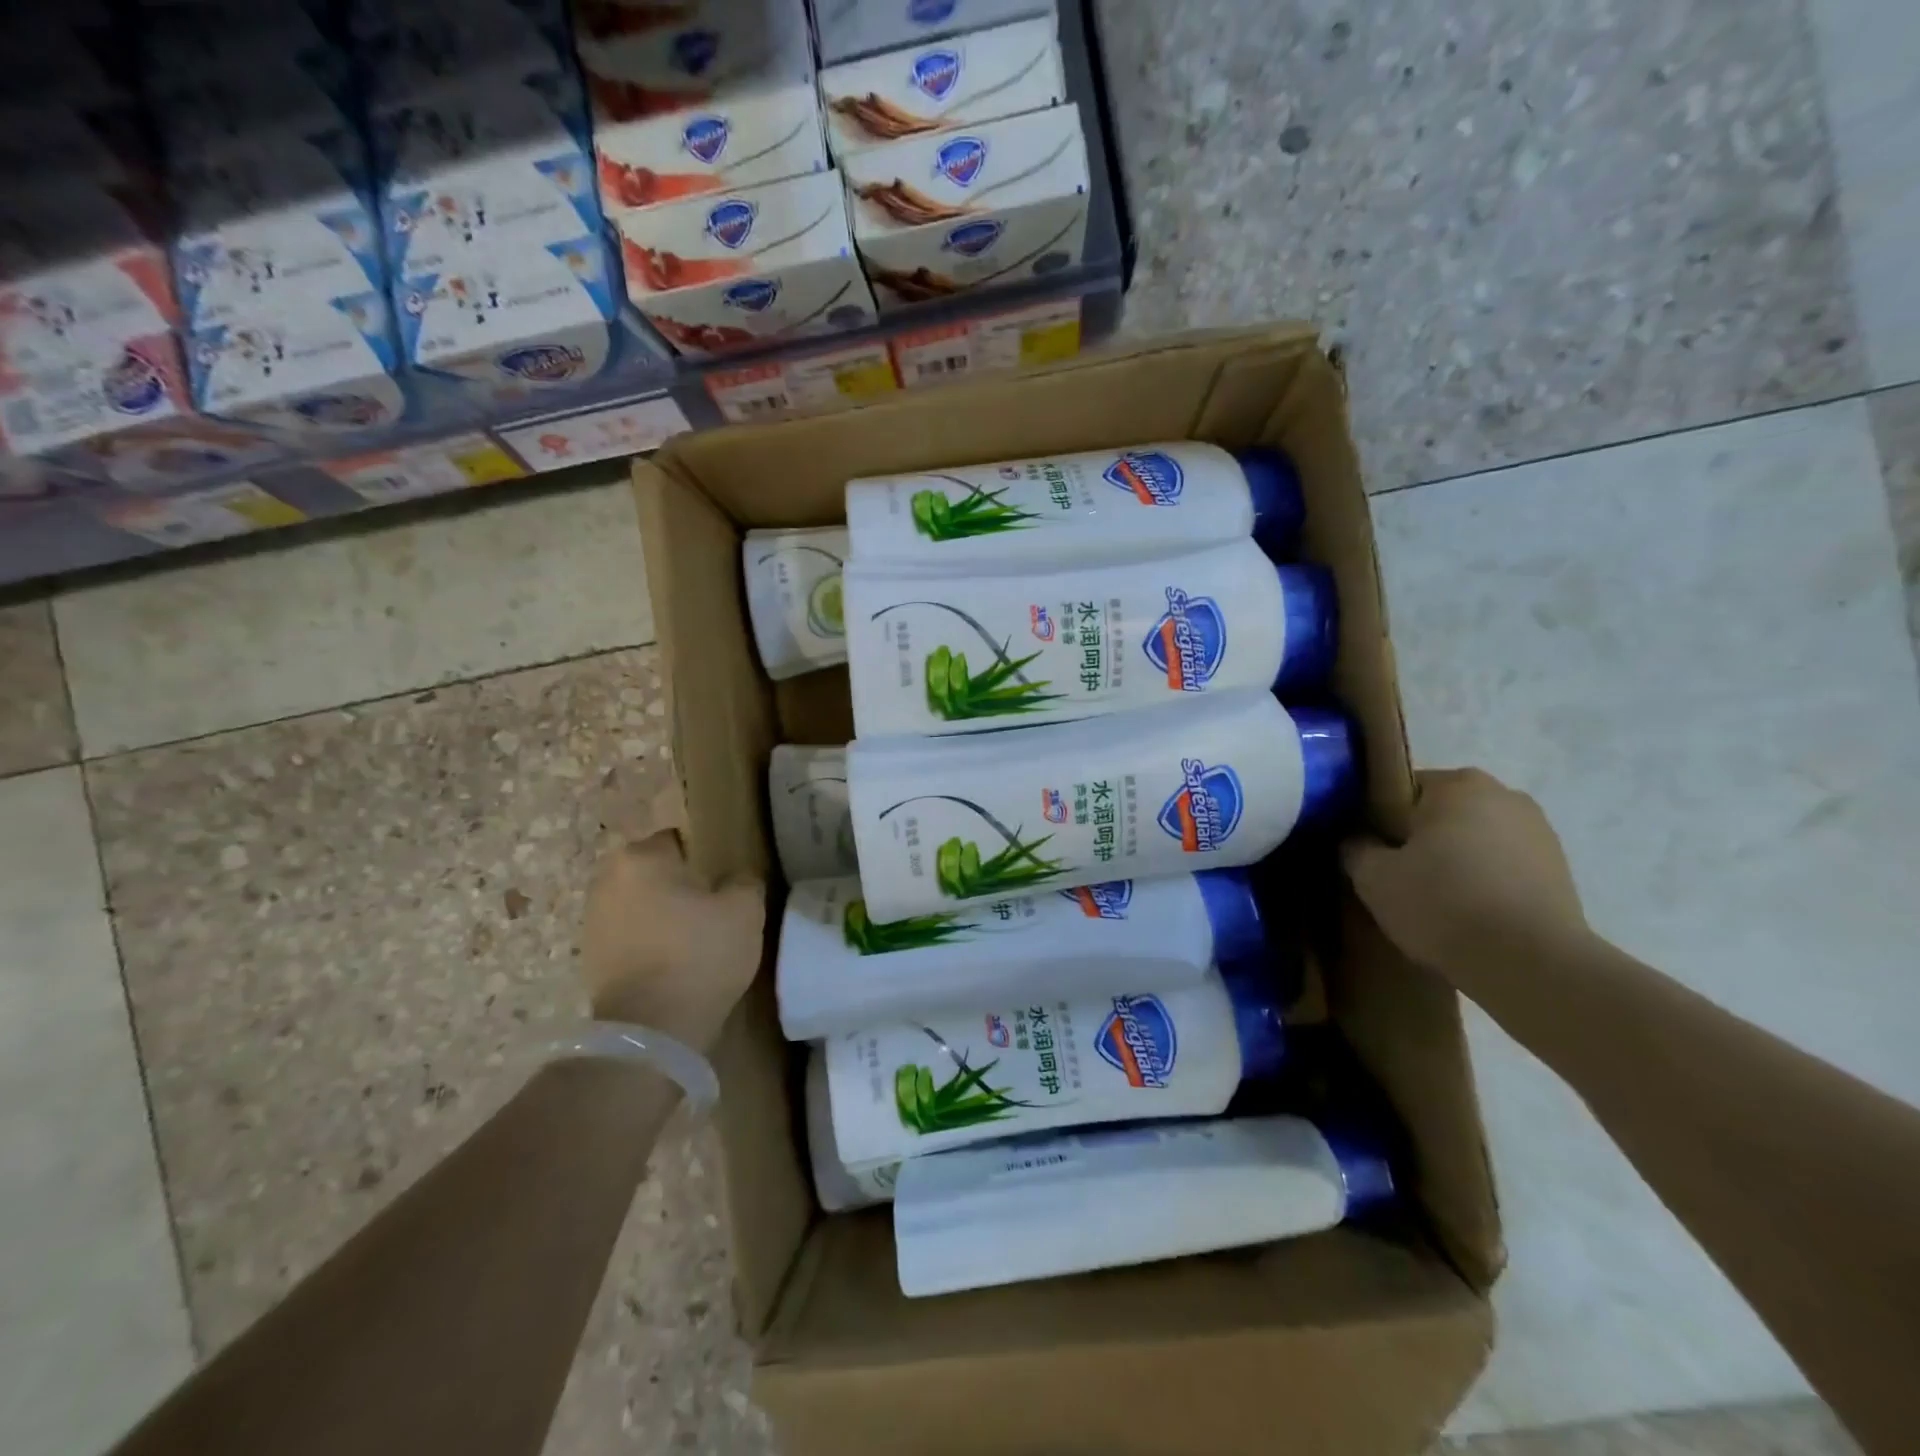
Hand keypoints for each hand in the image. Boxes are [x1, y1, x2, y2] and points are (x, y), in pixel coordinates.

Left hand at [580, 829, 766, 1053]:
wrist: (651, 1030)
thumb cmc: (700, 955)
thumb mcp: (746, 909)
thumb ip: (744, 880)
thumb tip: (735, 879)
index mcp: (642, 857)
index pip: (679, 840)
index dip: (705, 859)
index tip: (723, 884)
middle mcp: (608, 879)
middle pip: (655, 871)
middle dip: (679, 885)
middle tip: (712, 911)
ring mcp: (593, 919)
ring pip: (640, 903)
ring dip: (661, 914)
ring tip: (693, 940)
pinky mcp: (590, 957)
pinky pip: (629, 935)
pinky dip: (647, 942)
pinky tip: (672, 963)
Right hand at [1341, 768, 1586, 975]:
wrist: (1531, 965)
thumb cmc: (1442, 904)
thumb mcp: (1373, 877)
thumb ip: (1356, 848)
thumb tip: (1357, 841)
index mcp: (1458, 784)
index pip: (1401, 790)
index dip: (1379, 819)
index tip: (1370, 851)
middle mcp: (1505, 795)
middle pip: (1443, 813)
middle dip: (1421, 838)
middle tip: (1398, 876)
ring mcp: (1540, 833)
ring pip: (1476, 840)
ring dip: (1456, 860)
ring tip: (1436, 901)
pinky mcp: (1561, 872)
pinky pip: (1504, 867)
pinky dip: (1486, 882)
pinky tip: (1470, 915)